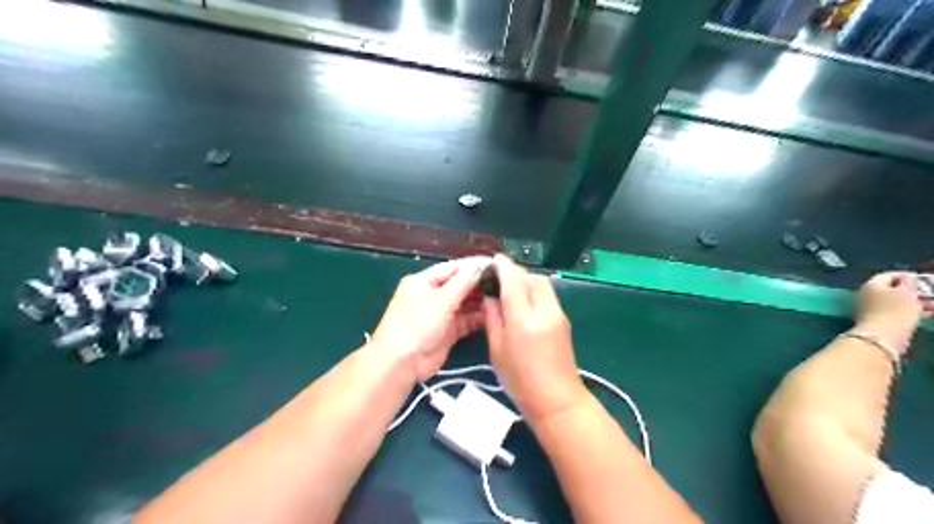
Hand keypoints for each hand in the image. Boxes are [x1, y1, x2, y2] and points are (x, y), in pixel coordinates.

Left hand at [371, 257, 492, 379]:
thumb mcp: (441, 299)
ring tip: (503, 298)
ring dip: (481, 301)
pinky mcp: (448, 331)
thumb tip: (481, 265)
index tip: (496, 265)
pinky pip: (466, 320)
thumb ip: (463, 282)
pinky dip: (479, 318)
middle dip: (480, 284)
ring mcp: (440, 314)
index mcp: (424, 281)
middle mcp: (433, 295)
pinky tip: (494, 314)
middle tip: (505, 283)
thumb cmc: (417, 324)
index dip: (474, 266)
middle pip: (460, 285)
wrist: (402, 363)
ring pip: (465, 303)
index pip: (453, 268)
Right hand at [482, 254, 580, 424]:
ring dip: (526, 280)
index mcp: (524, 317)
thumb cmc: (520, 380)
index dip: (503, 266)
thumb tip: (490, 296)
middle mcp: (544, 309)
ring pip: (542, 284)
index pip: (513, 280)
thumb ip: (493, 317)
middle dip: (515, 272)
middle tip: (499, 278)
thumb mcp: (497, 348)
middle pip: (531, 277)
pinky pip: (547, 295)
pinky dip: (534, 290)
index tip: (493, 260)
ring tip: (510, 289)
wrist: (557, 401)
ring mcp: (558, 314)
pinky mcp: (563, 320)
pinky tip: (523, 301)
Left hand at [852, 271, 926, 353]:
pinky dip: (910, 311)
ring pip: (895, 302)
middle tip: (930, 293)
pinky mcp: (877, 321)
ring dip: (915, 301)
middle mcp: (867, 295)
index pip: (888, 275)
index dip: (906, 275)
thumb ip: (908, 283)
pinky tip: (926, 314)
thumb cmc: (895, 310)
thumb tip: (907, 277)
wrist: (882, 337)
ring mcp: (870, 309)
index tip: (922, 278)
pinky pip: (895, 312)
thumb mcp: (906, 292)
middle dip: (913, 290)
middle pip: (891, 289)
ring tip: (932, 304)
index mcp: (870, 285)